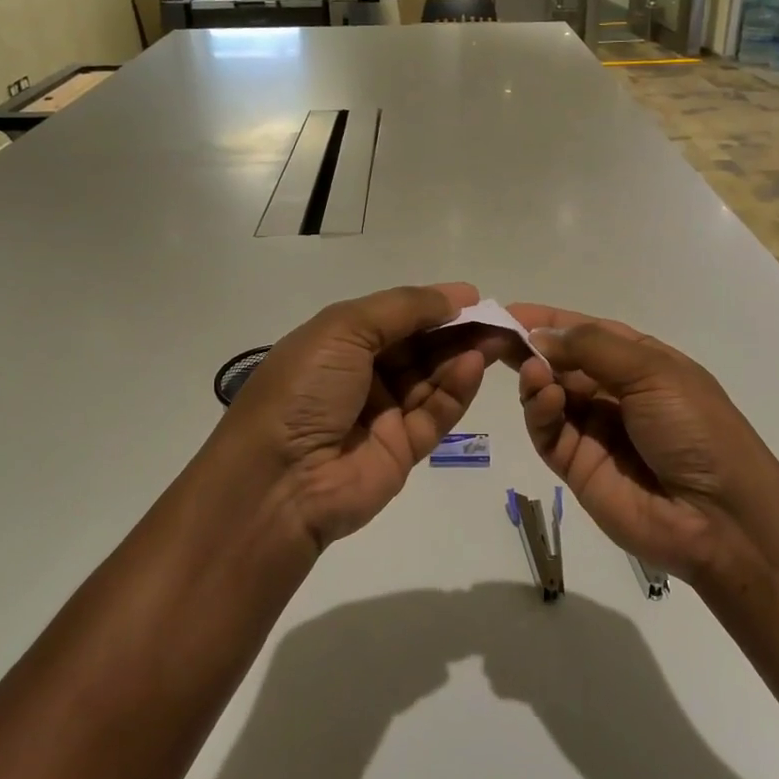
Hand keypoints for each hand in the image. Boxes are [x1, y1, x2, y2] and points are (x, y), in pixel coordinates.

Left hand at [207, 284, 501, 551]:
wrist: (278, 482)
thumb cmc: (305, 389)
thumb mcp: (343, 329)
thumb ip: (402, 309)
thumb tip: (453, 298)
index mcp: (339, 342)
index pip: (395, 317)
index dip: (432, 304)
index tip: (473, 296)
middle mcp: (362, 374)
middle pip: (419, 346)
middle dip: (457, 329)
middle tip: (499, 318)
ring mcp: (383, 413)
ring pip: (432, 377)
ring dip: (463, 354)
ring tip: (498, 338)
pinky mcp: (403, 449)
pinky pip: (436, 413)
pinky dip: (457, 389)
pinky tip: (475, 366)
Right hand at [509, 304, 778, 585]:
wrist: (721, 518)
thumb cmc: (696, 428)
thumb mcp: (653, 371)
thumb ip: (592, 347)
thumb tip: (539, 335)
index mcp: (639, 361)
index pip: (584, 331)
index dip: (548, 320)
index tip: (508, 311)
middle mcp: (613, 391)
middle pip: (560, 361)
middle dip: (530, 347)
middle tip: (495, 338)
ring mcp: (593, 429)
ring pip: (548, 394)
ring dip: (535, 377)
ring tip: (532, 372)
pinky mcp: (576, 465)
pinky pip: (547, 431)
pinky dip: (539, 411)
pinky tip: (544, 398)